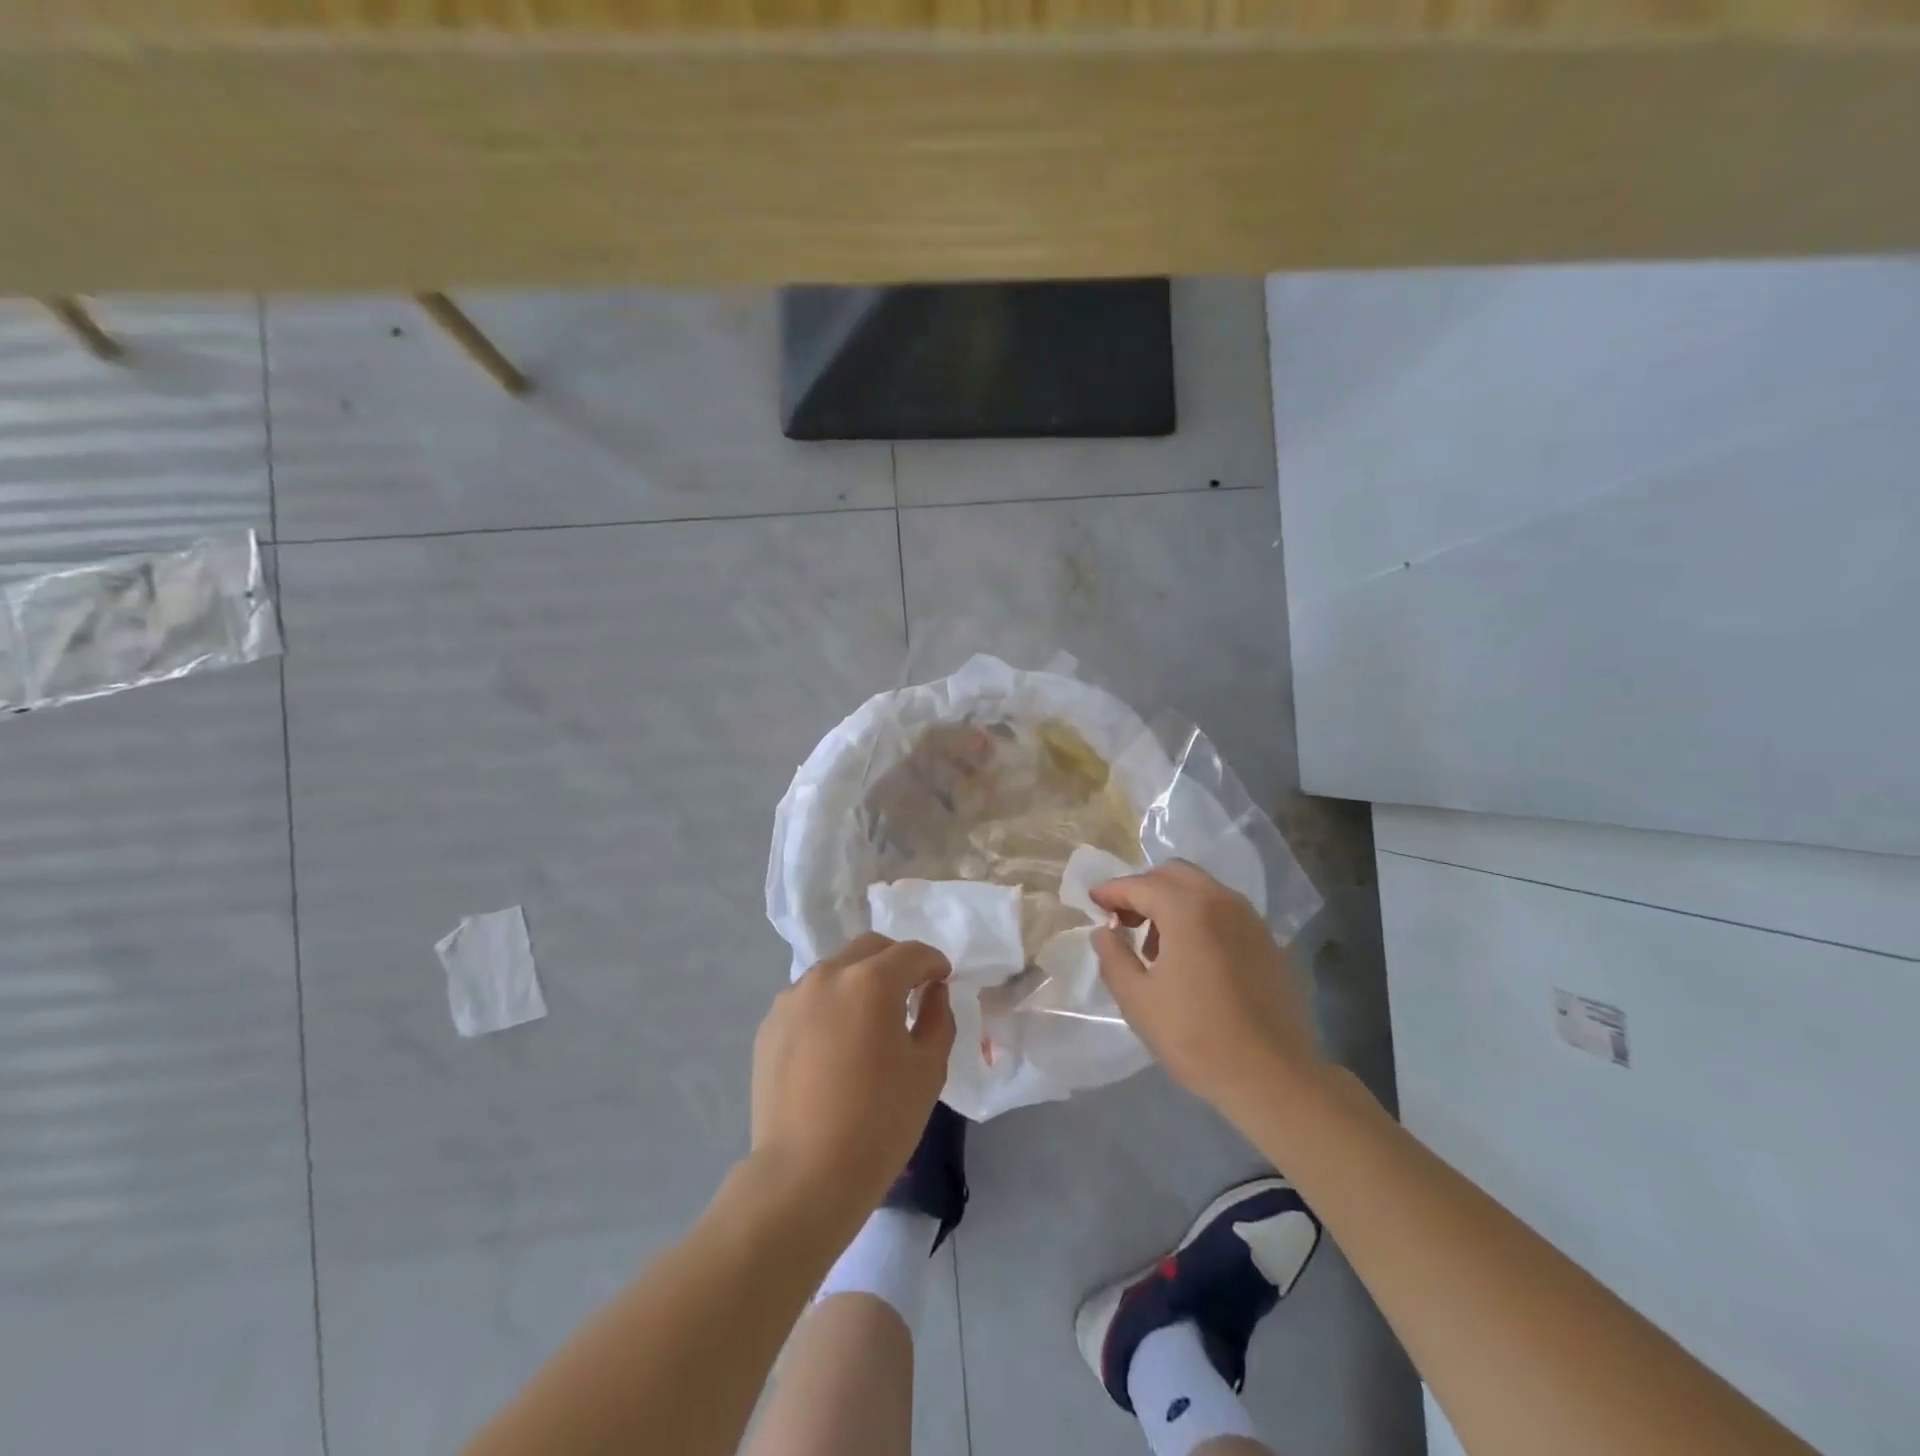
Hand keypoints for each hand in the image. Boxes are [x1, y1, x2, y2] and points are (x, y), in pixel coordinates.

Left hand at [750, 934, 954, 1229]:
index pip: (911, 953)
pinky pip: (808, 999)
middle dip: (895, 962)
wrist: (804, 1176)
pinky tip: (835, 1045)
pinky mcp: (770, 1025)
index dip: (933, 962)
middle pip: (869, 949)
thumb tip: (932, 991)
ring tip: (868, 1022)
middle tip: (910, 992)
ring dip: (859, 981)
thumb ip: (938, 1017)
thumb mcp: (928, 1069)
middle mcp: (827, 976)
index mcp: (870, 981)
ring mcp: (792, 998)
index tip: (942, 980)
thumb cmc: (879, 1122)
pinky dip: (829, 1006)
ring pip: (835, 970)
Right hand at [1091, 861, 1323, 1121]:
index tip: (1092, 901)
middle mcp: (1222, 901)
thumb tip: (1104, 931)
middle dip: (1143, 888)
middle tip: (1122, 919)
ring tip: (1154, 945)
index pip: (1140, 885)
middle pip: (1174, 874)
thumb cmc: (1197, 1038)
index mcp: (1188, 910)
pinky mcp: (1268, 941)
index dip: (1111, 891)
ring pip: (1202, 889)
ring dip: (1172, 902)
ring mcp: (1250, 920)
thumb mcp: (1138, 1000)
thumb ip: (1113, 957)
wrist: (1275, 1078)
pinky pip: (1224, 911)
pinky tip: (1190, 957)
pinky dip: (1199, 917)